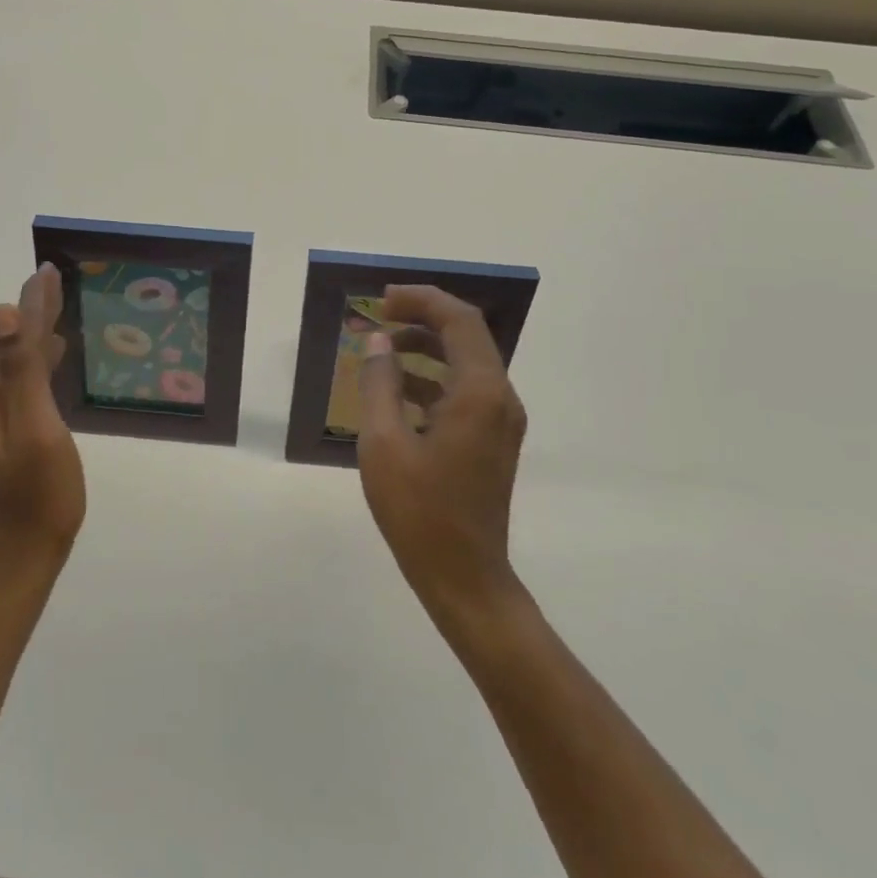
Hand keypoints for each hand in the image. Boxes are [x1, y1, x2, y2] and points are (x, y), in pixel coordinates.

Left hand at [0, 263, 85, 586]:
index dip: (36, 303)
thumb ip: (21, 371)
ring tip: (58, 327)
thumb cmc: (38, 499)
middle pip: (10, 351)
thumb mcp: (38, 430)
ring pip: (9, 373)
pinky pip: (9, 394)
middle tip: (60, 289)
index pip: (15, 336)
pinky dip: (29, 375)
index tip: (50, 270)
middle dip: (34, 320)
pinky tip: (44, 374)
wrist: (12, 568)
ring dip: (32, 347)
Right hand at [358, 285, 527, 622]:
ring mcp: (500, 419)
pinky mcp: (492, 438)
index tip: (382, 299)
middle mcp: (500, 398)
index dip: (422, 300)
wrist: (465, 578)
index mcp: (479, 393)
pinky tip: (396, 388)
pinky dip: (433, 376)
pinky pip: (464, 388)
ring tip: (380, 347)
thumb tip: (376, 342)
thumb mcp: (383, 443)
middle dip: (422, 317)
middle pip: (466, 334)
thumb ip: (379, 384)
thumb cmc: (420, 512)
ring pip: (465, 361)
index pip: (458, 320)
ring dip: (425, 346)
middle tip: (378, 315)